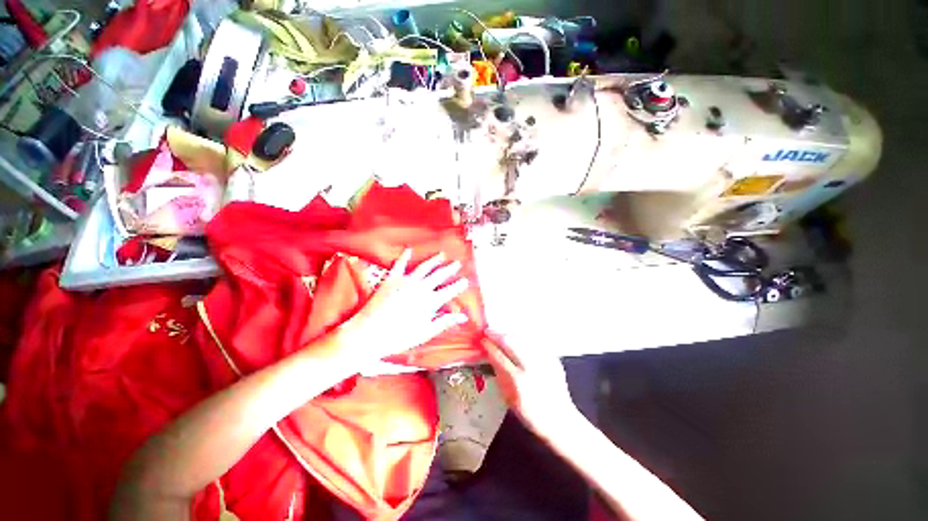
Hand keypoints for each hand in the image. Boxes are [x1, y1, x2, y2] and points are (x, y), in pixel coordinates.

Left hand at [338, 248, 469, 361]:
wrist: (369, 334)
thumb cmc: (398, 337)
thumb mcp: (425, 333)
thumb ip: (444, 322)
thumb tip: (463, 318)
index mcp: (429, 302)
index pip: (449, 291)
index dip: (458, 285)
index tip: (465, 280)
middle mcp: (420, 288)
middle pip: (439, 275)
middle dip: (449, 269)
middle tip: (457, 263)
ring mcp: (405, 282)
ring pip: (424, 267)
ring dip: (434, 260)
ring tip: (441, 255)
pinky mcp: (391, 280)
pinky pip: (399, 265)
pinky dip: (404, 256)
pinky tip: (408, 249)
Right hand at [482, 332, 578, 439]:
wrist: (561, 419)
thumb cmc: (531, 414)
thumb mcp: (509, 397)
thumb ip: (499, 374)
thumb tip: (489, 355)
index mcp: (518, 381)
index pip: (499, 356)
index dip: (489, 345)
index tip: (482, 339)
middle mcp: (532, 367)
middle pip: (511, 342)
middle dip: (498, 335)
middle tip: (489, 332)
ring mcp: (544, 361)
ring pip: (523, 338)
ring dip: (510, 334)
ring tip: (502, 334)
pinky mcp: (553, 358)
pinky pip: (535, 342)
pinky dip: (524, 338)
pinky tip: (518, 339)